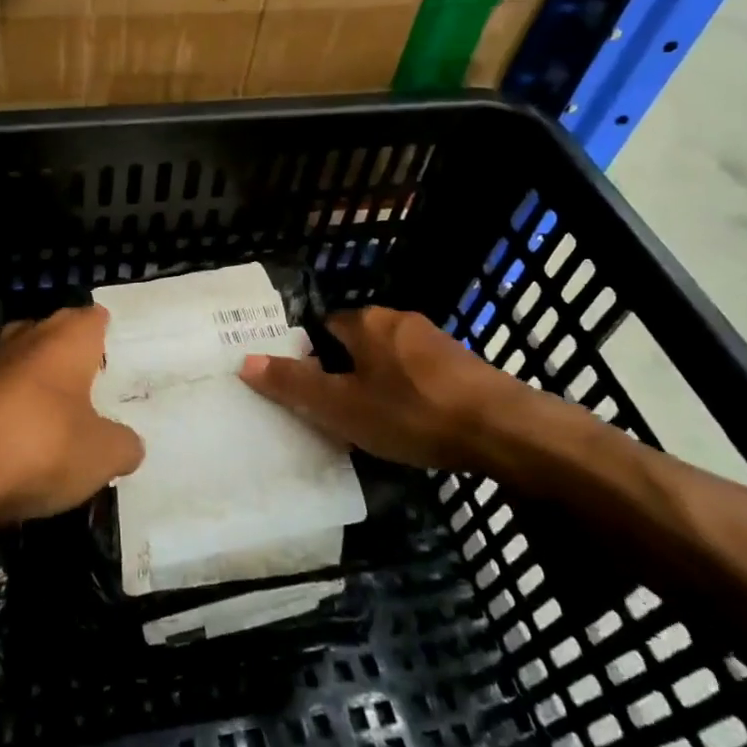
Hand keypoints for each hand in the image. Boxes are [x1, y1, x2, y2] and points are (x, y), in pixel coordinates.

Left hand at [0, 306, 143, 524]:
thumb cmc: (39, 445)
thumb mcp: (102, 456)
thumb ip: (123, 446)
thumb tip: (128, 445)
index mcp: (68, 336)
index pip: (95, 318)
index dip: (107, 337)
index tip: (119, 364)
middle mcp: (27, 337)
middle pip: (56, 337)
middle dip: (71, 361)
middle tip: (94, 396)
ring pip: (22, 367)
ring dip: (37, 390)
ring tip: (58, 427)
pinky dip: (8, 417)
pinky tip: (17, 450)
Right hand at [239, 307, 524, 470]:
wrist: (501, 428)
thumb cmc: (411, 413)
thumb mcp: (342, 407)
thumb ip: (294, 385)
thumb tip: (244, 361)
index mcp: (364, 322)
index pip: (323, 327)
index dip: (312, 358)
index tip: (312, 392)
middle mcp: (397, 319)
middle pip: (356, 341)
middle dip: (345, 371)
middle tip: (340, 413)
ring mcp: (433, 338)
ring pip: (388, 357)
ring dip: (378, 382)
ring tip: (376, 424)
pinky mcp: (460, 361)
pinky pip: (418, 371)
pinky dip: (408, 391)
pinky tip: (415, 423)